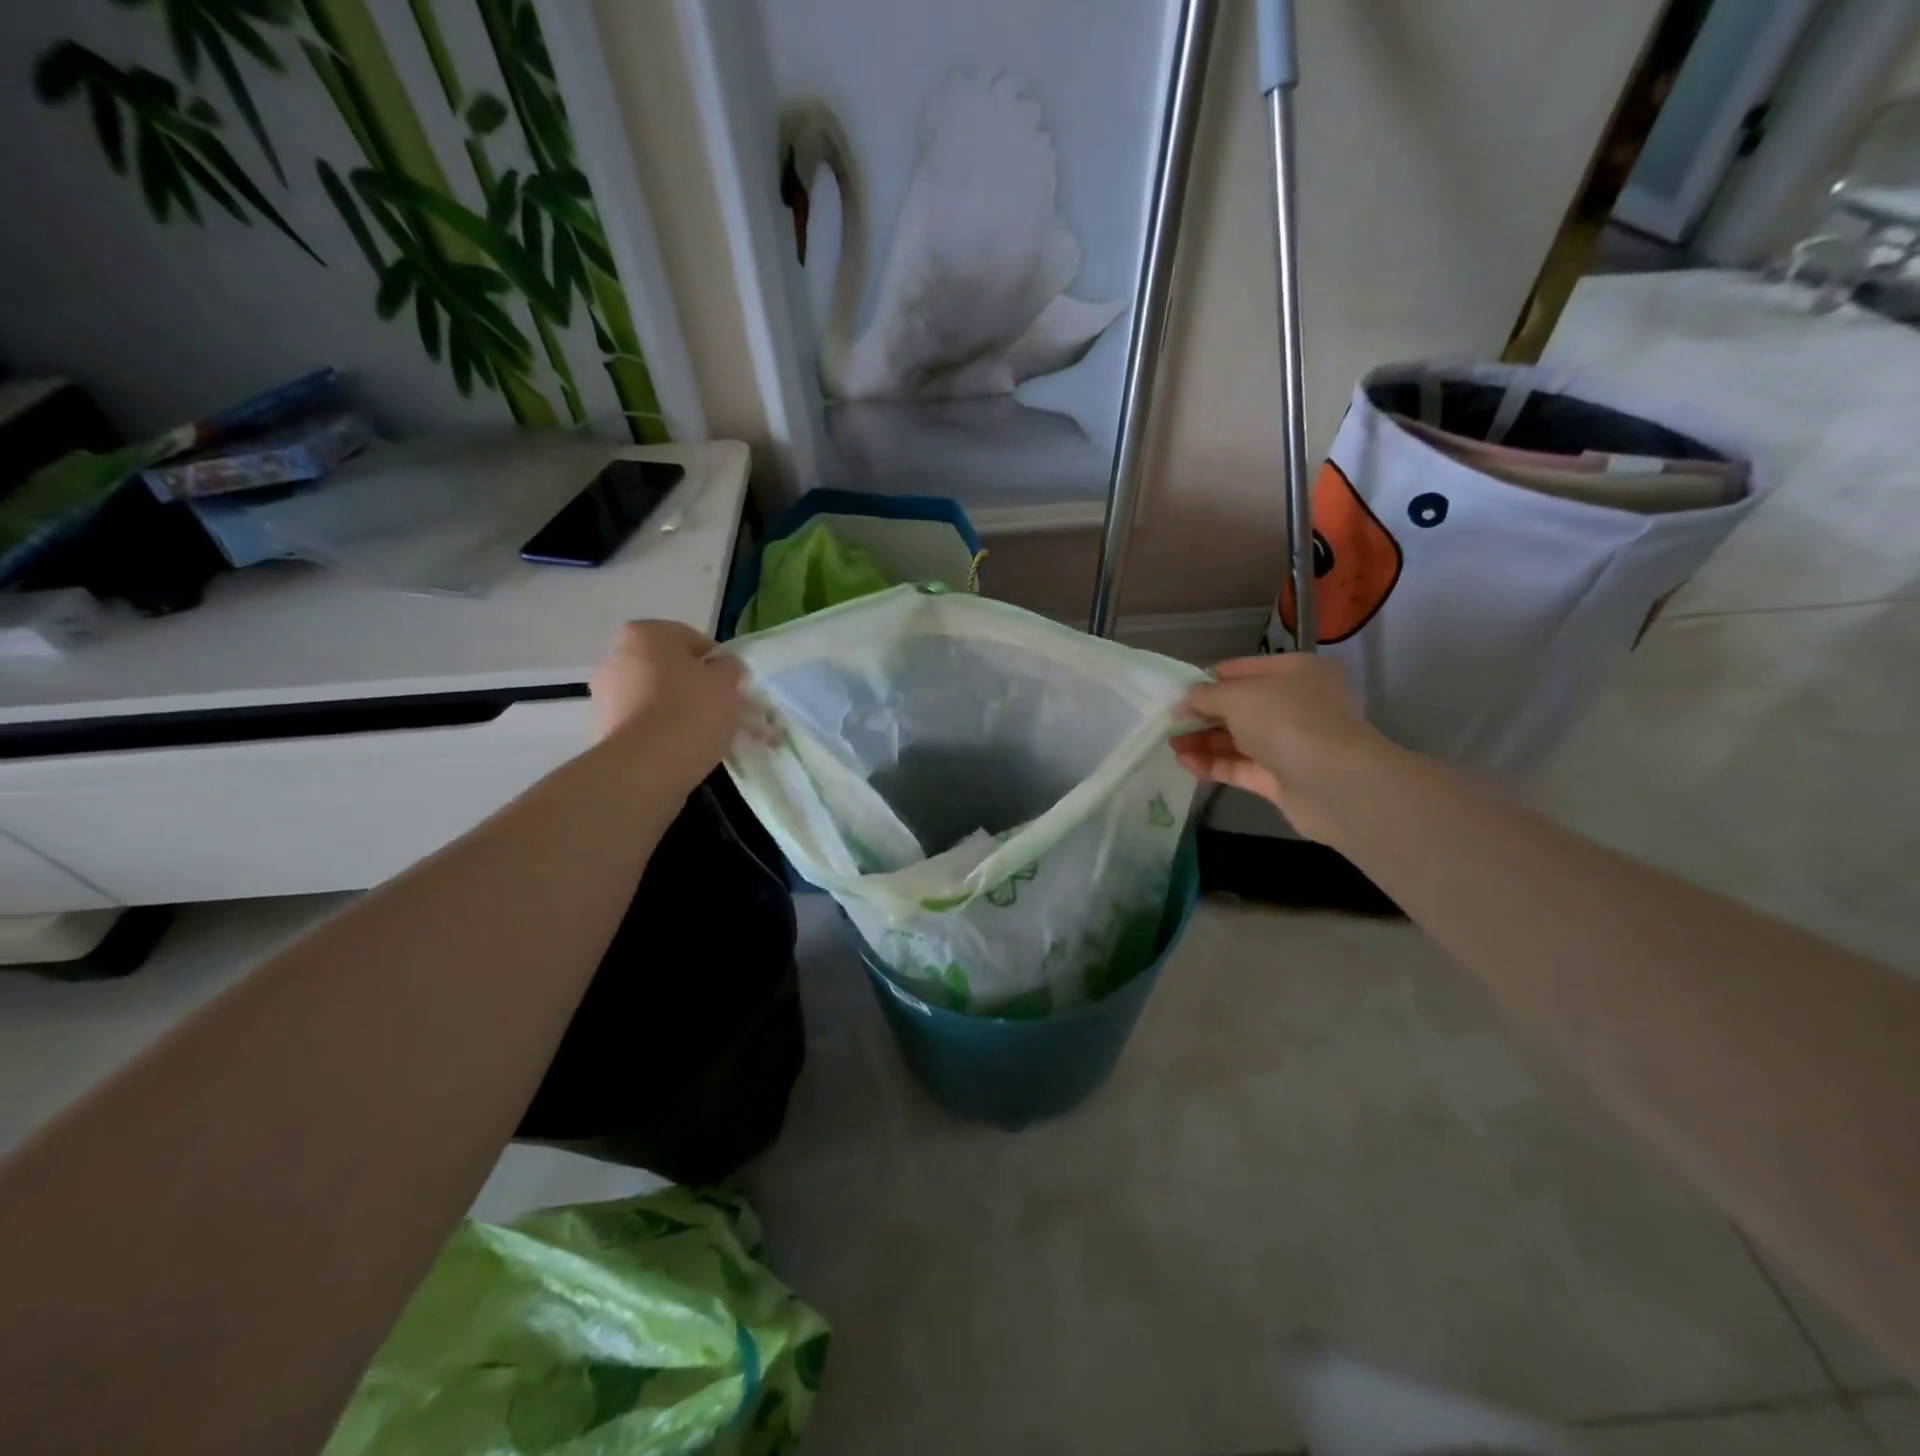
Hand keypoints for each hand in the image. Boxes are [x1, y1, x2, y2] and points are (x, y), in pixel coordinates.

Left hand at [590, 621, 747, 788]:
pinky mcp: (602, 727)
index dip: (718, 663)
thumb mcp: (726, 683)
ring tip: (703, 734)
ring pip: (655, 695)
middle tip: (721, 710)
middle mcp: (617, 656)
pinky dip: (660, 730)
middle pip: (669, 668)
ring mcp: (605, 693)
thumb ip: (729, 667)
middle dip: (694, 686)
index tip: (732, 687)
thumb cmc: (690, 711)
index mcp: (646, 633)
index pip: (693, 640)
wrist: (645, 766)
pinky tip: (681, 748)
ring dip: (677, 709)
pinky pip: (642, 721)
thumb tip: (722, 667)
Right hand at [1171, 654, 1388, 842]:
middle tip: (1168, 723)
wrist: (1334, 784)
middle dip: (1203, 715)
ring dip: (1203, 741)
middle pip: (1241, 707)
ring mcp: (1291, 743)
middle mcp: (1298, 704)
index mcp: (1297, 672)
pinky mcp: (1283, 778)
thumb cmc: (1287, 721)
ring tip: (1170, 745)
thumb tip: (1185, 699)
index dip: (1209, 680)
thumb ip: (1207, 695)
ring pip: (1239, 739)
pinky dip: (1214, 764)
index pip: (1244, 670)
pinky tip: (1185, 762)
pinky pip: (1241, 766)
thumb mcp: (1238, 696)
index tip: (1177, 694)